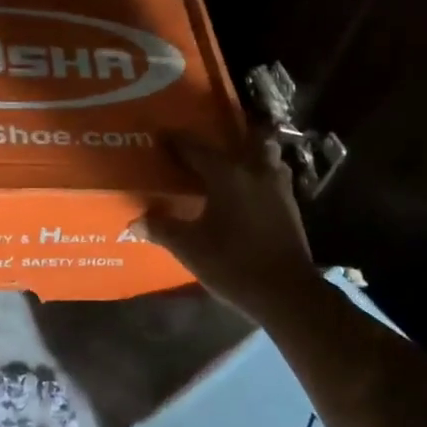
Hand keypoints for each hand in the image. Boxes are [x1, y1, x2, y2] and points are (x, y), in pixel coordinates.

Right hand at [142, 130, 318, 324]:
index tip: (162, 134)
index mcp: (227, 175)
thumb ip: (162, 230)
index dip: (177, 141)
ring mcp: (278, 187)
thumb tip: (135, 222)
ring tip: (234, 162)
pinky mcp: (291, 205)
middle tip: (208, 143)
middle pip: (245, 140)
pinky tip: (251, 189)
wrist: (285, 292)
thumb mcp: (190, 249)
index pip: (196, 149)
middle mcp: (255, 172)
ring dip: (252, 152)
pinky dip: (263, 173)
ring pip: (267, 154)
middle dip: (227, 137)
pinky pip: (275, 175)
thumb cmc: (233, 264)